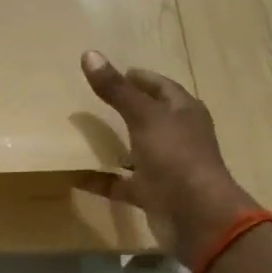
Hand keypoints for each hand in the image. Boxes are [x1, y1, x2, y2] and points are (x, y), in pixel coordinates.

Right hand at [78, 50, 254, 261]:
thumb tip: (89, 54)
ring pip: (136, 150)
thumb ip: (116, 90)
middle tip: (91, 99)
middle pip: (149, 117)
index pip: (162, 87)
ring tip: (82, 132)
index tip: (112, 73)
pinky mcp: (152, 194)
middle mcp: (178, 137)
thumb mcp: (144, 117)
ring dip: (114, 143)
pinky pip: (121, 183)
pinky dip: (101, 180)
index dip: (139, 78)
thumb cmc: (176, 157)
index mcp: (184, 113)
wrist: (196, 218)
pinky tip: (75, 174)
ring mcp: (166, 167)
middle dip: (124, 109)